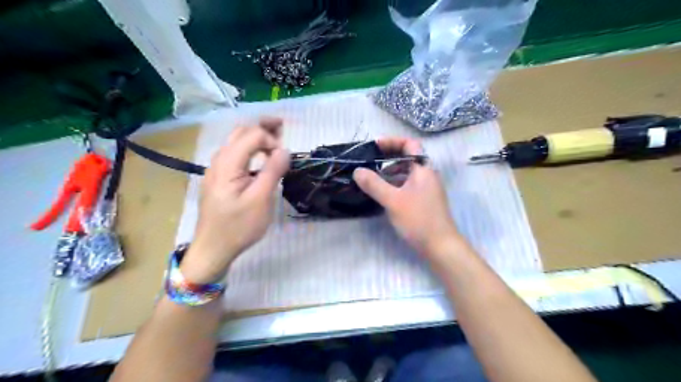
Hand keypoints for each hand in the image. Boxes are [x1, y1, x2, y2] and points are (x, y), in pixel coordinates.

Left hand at [180, 117, 288, 283]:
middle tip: (283, 126)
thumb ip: (272, 171)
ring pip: (236, 141)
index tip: (284, 158)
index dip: (271, 140)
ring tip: (275, 137)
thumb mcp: (261, 200)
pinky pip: (234, 154)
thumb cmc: (238, 226)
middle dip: (263, 126)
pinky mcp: (218, 178)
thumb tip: (284, 149)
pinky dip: (249, 147)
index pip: (252, 135)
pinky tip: (260, 156)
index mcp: (228, 163)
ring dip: (256, 135)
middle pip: (241, 131)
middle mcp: (219, 160)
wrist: (213, 248)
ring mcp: (216, 169)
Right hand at [354, 138, 459, 258]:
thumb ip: (374, 184)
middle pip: (407, 159)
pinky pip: (406, 186)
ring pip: (406, 174)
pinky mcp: (423, 201)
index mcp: (423, 169)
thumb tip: (357, 171)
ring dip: (389, 174)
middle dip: (387, 159)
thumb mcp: (393, 200)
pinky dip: (394, 186)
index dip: (393, 141)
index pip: (410, 144)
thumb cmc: (418, 219)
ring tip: (372, 180)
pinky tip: (382, 195)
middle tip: (369, 164)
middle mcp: (427, 176)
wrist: (440, 246)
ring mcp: (426, 189)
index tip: (375, 146)